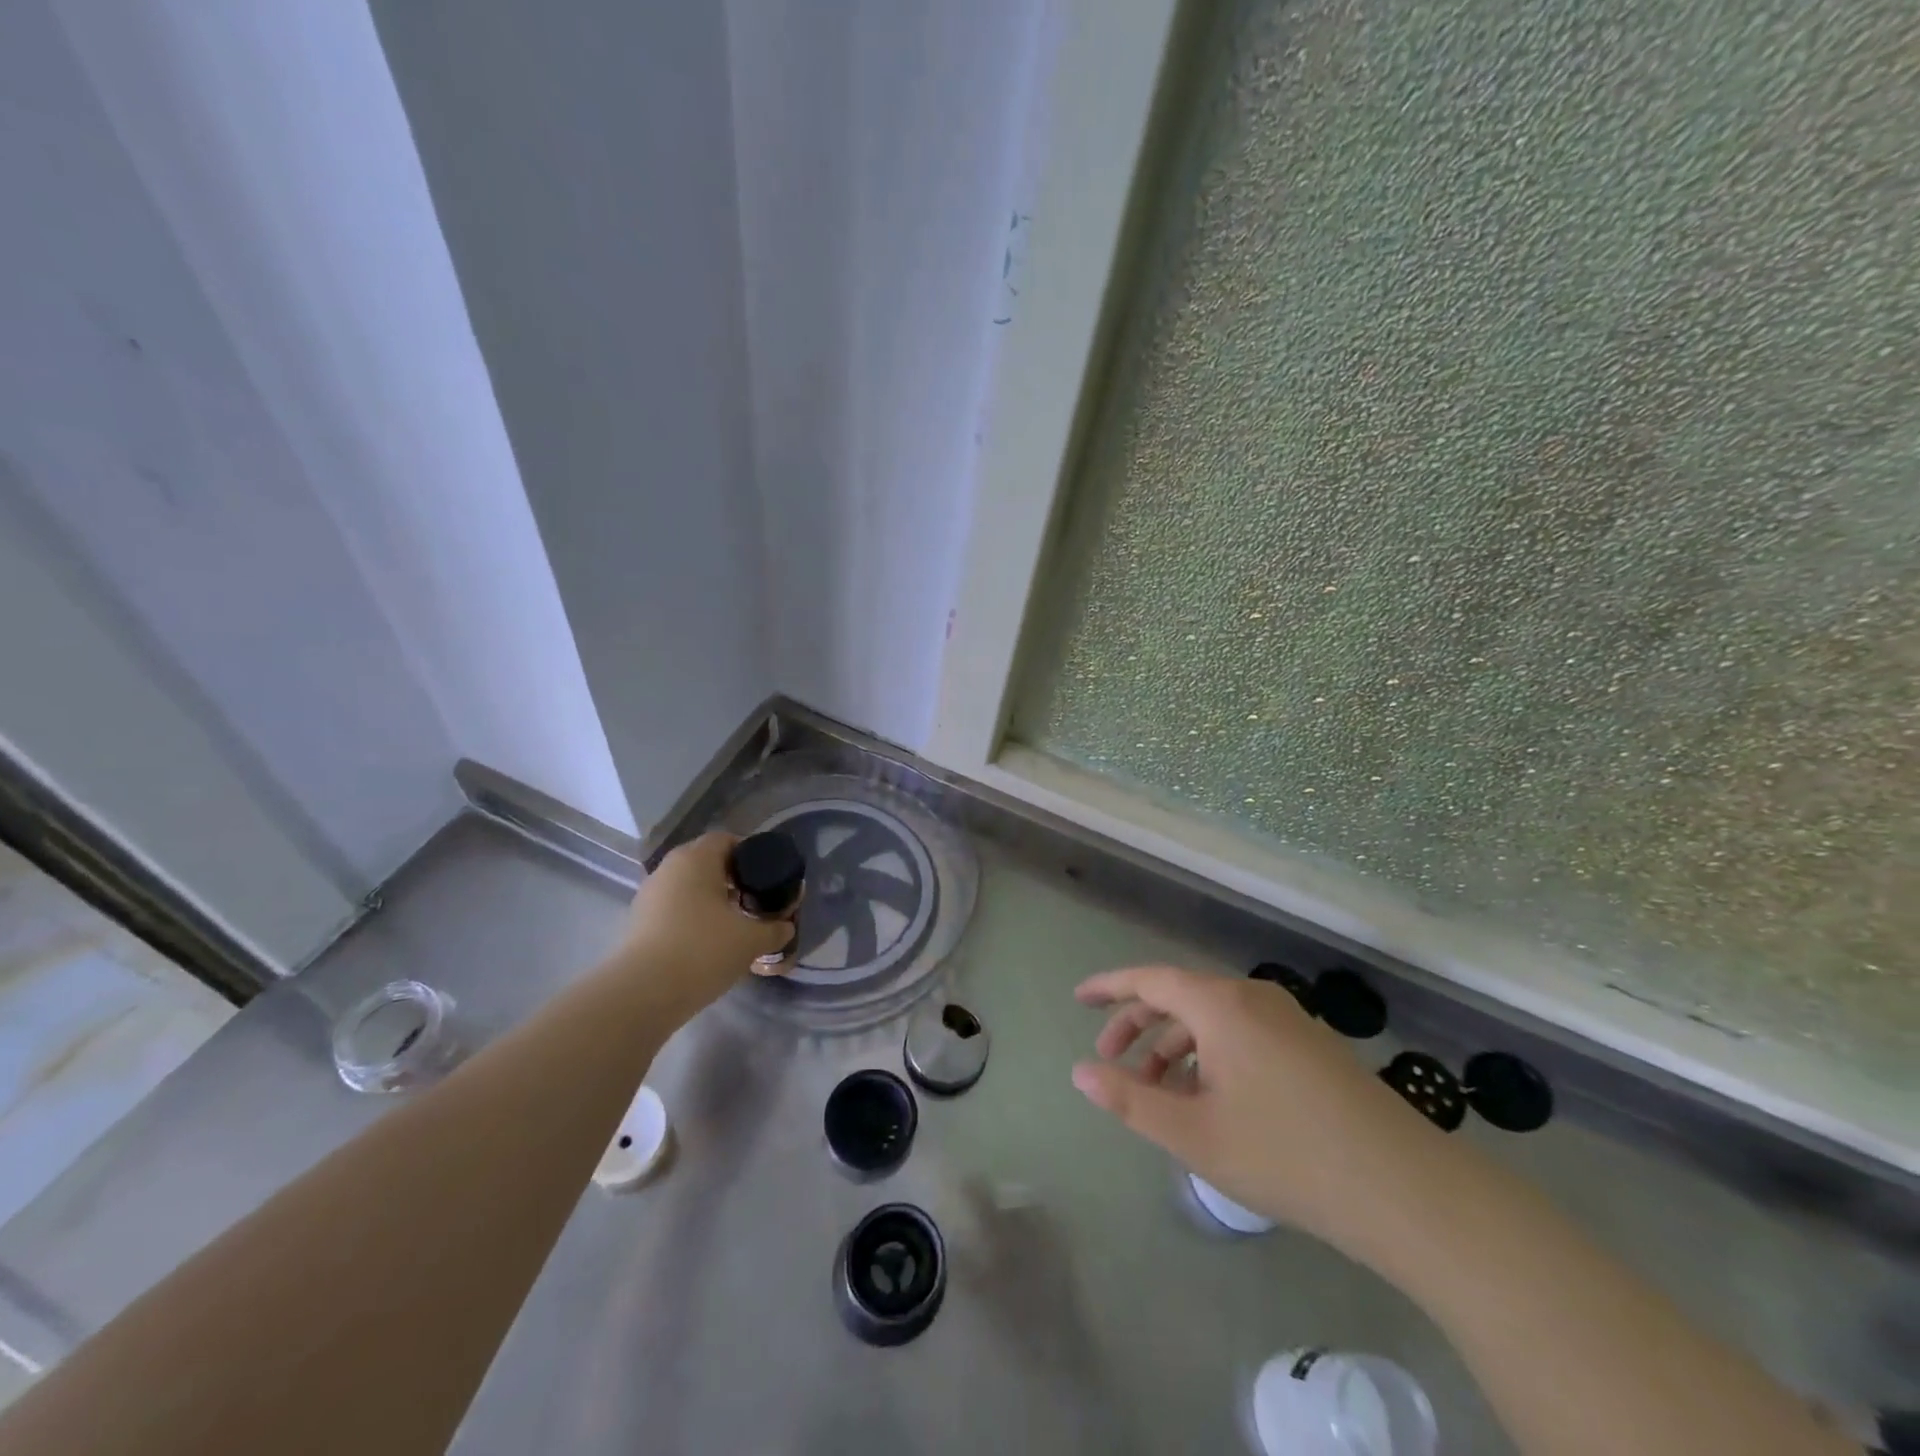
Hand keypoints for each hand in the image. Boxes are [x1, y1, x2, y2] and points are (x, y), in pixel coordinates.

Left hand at [618, 832, 795, 1018]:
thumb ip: (775, 929)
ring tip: (734, 925)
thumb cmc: (703, 950)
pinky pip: (674, 910)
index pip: (726, 840)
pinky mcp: (638, 923)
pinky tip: (709, 944)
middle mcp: (668, 869)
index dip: (750, 855)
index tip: (767, 878)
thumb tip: (786, 927)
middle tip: (755, 902)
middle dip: (733, 880)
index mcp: (696, 859)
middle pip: (707, 863)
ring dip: (712, 901)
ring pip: (689, 888)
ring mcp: (649, 896)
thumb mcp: (751, 940)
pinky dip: (693, 919)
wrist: (643, 994)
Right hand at [1072, 965, 1454, 1267]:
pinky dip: (1210, 1055)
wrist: (1405, 1189)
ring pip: (1212, 1019)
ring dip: (1175, 1048)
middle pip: (1180, 997)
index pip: (1149, 980)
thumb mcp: (1194, 1134)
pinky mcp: (1311, 1045)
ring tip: (1157, 1094)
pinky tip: (1208, 1099)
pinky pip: (1241, 1033)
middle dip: (1139, 1026)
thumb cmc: (1286, 1155)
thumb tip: (1080, 1072)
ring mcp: (1288, 1019)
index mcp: (1221, 1005)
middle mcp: (1252, 998)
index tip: (1079, 998)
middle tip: (1111, 1062)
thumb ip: (1130, 1100)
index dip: (1110, 987)